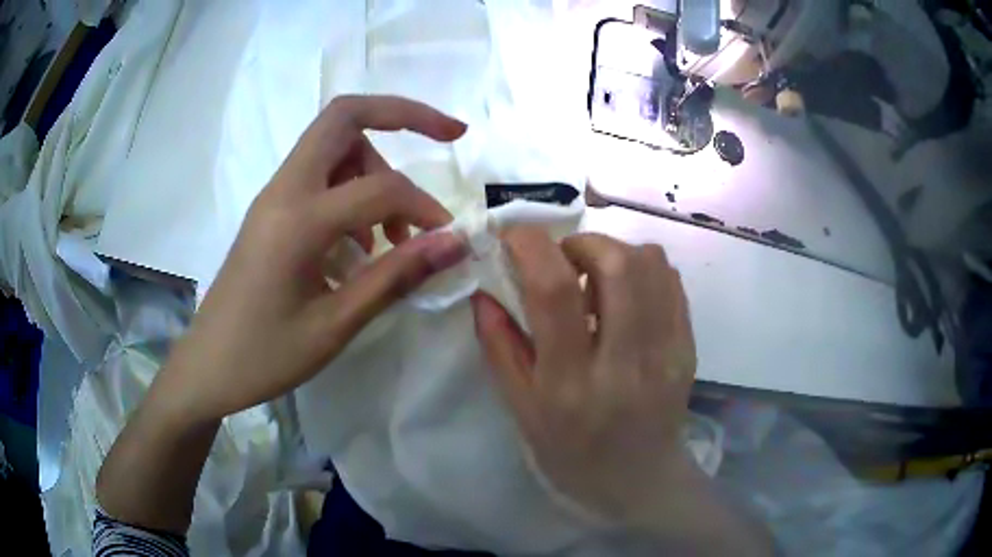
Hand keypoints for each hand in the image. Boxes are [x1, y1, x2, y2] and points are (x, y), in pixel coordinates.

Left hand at [154, 95, 468, 424]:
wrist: (209, 366)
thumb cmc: (266, 355)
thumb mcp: (335, 325)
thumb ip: (395, 276)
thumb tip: (453, 242)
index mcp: (297, 219)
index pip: (379, 188)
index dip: (424, 206)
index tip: (448, 238)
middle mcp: (283, 190)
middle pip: (343, 117)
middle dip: (402, 114)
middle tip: (448, 134)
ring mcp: (274, 197)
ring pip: (333, 143)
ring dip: (374, 166)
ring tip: (389, 232)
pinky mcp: (271, 210)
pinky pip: (319, 174)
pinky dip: (352, 187)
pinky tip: (358, 244)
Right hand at [471, 227, 696, 525]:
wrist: (640, 481)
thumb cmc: (571, 454)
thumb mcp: (522, 412)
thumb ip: (499, 348)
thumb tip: (483, 291)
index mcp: (570, 385)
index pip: (556, 293)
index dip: (531, 246)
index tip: (514, 234)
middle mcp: (624, 363)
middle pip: (617, 265)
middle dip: (583, 243)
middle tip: (564, 260)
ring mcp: (665, 354)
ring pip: (651, 265)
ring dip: (615, 252)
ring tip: (597, 278)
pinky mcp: (687, 348)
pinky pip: (671, 282)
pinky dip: (643, 270)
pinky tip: (626, 295)